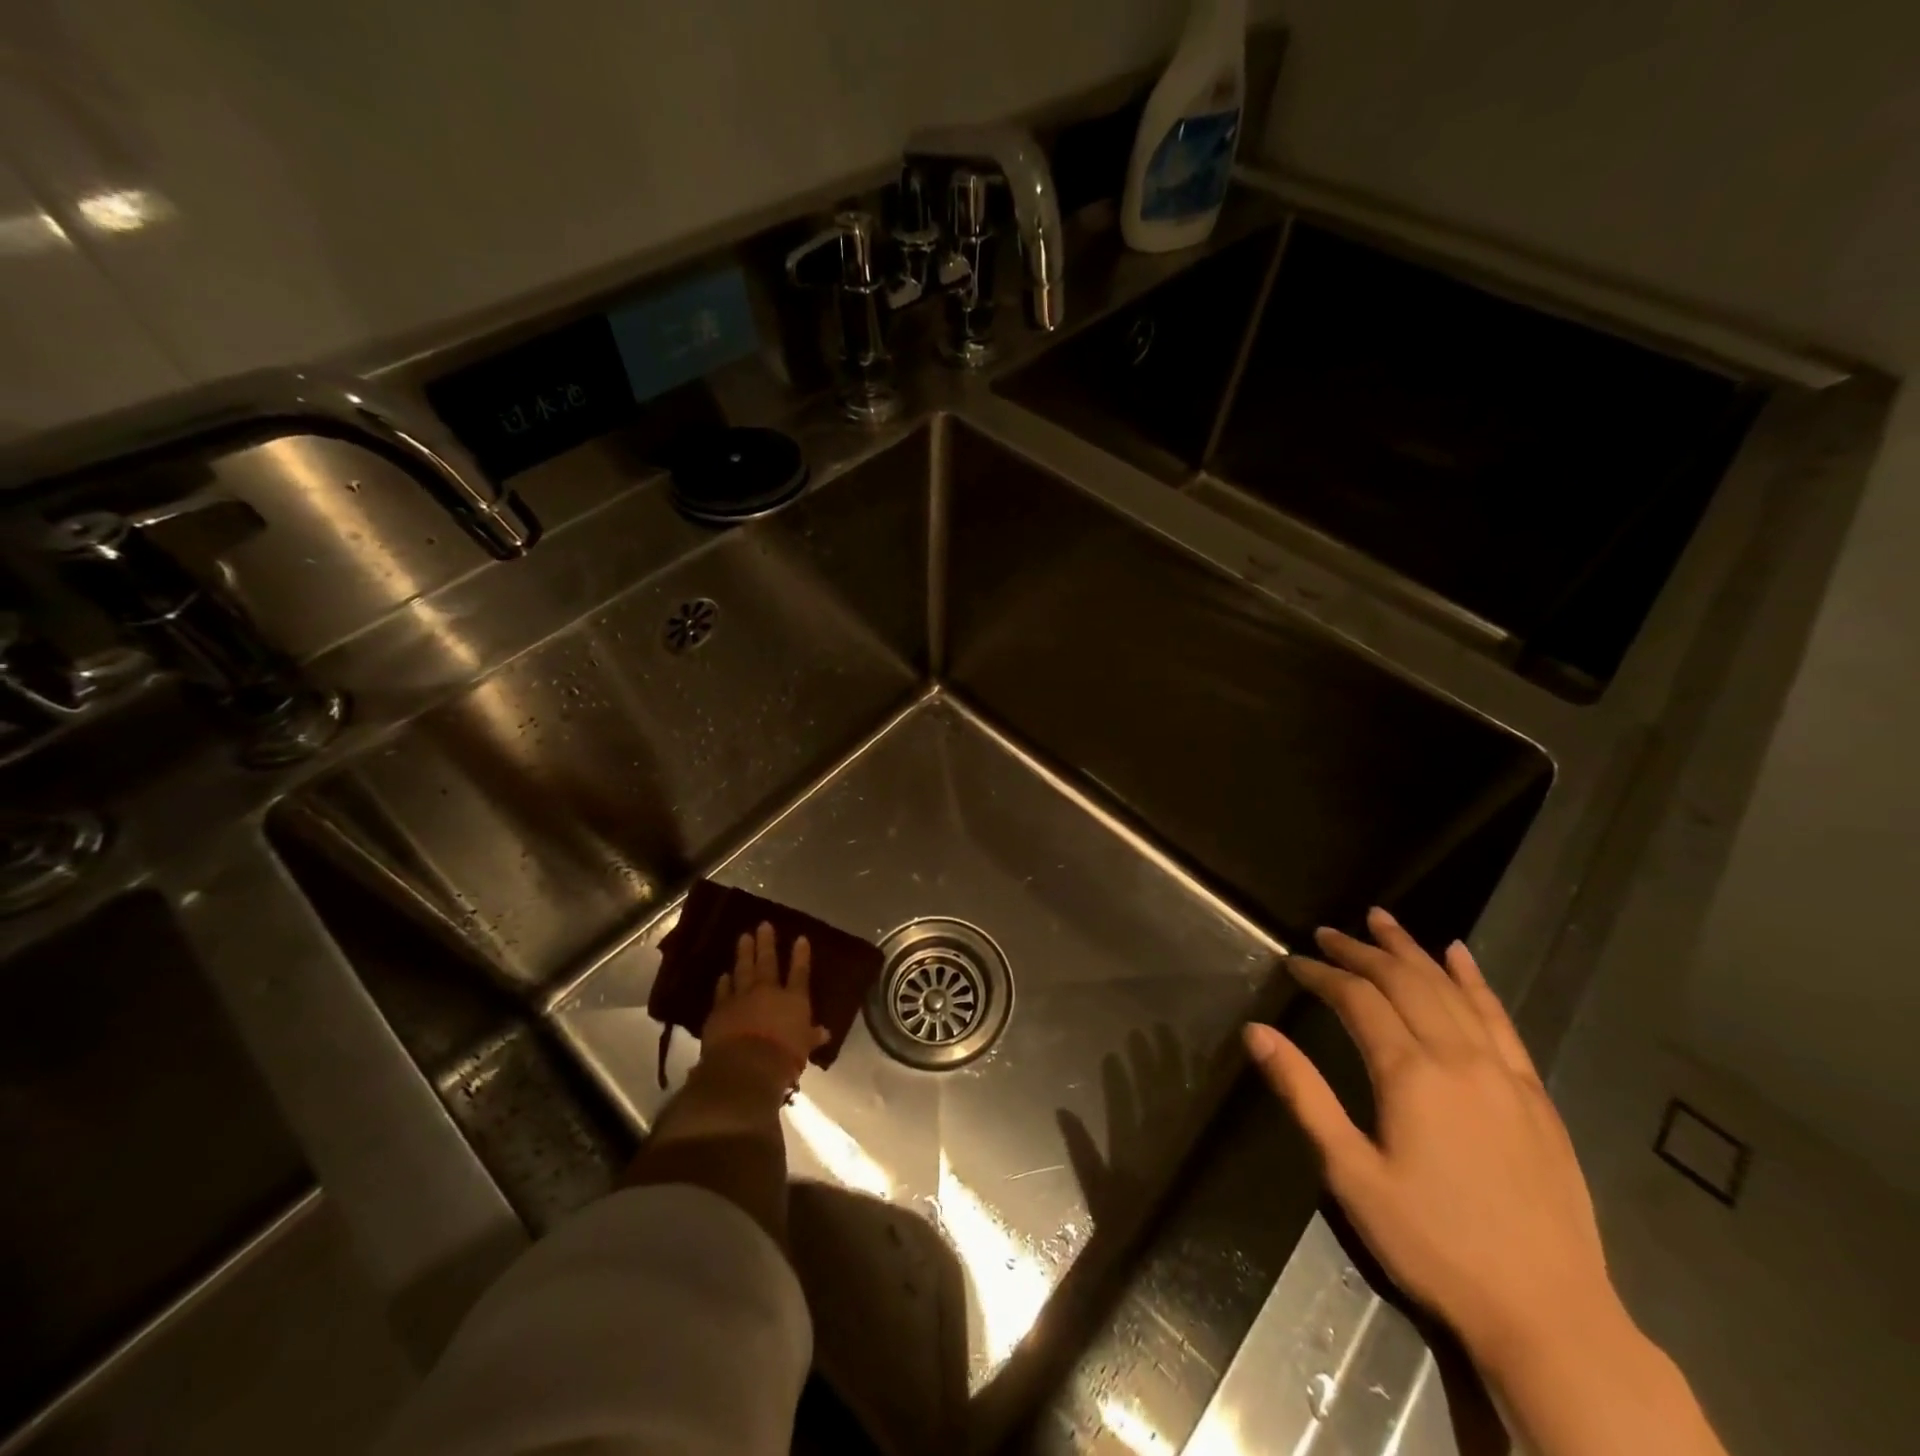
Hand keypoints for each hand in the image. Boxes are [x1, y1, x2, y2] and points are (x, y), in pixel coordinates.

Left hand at [700, 921, 829, 1085]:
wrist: (745, 1067)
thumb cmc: (783, 1059)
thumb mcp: (803, 1049)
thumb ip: (811, 1037)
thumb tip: (824, 1033)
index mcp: (794, 1000)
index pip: (799, 973)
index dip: (801, 955)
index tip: (800, 938)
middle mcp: (768, 992)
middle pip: (768, 962)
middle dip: (766, 943)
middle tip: (763, 925)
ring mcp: (741, 998)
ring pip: (743, 970)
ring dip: (744, 953)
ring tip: (744, 937)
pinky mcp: (720, 1010)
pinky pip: (722, 992)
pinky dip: (723, 983)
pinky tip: (723, 975)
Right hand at [1244, 908, 1615, 1366]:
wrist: (1549, 1315)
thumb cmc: (1433, 1244)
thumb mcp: (1350, 1174)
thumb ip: (1303, 1094)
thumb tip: (1256, 1032)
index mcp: (1410, 1074)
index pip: (1357, 999)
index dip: (1322, 974)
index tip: (1294, 963)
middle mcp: (1458, 1057)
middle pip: (1404, 982)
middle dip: (1361, 951)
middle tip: (1328, 932)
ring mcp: (1504, 1073)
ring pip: (1451, 989)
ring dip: (1412, 950)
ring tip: (1381, 919)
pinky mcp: (1535, 1095)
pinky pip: (1501, 1019)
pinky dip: (1475, 981)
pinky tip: (1461, 956)